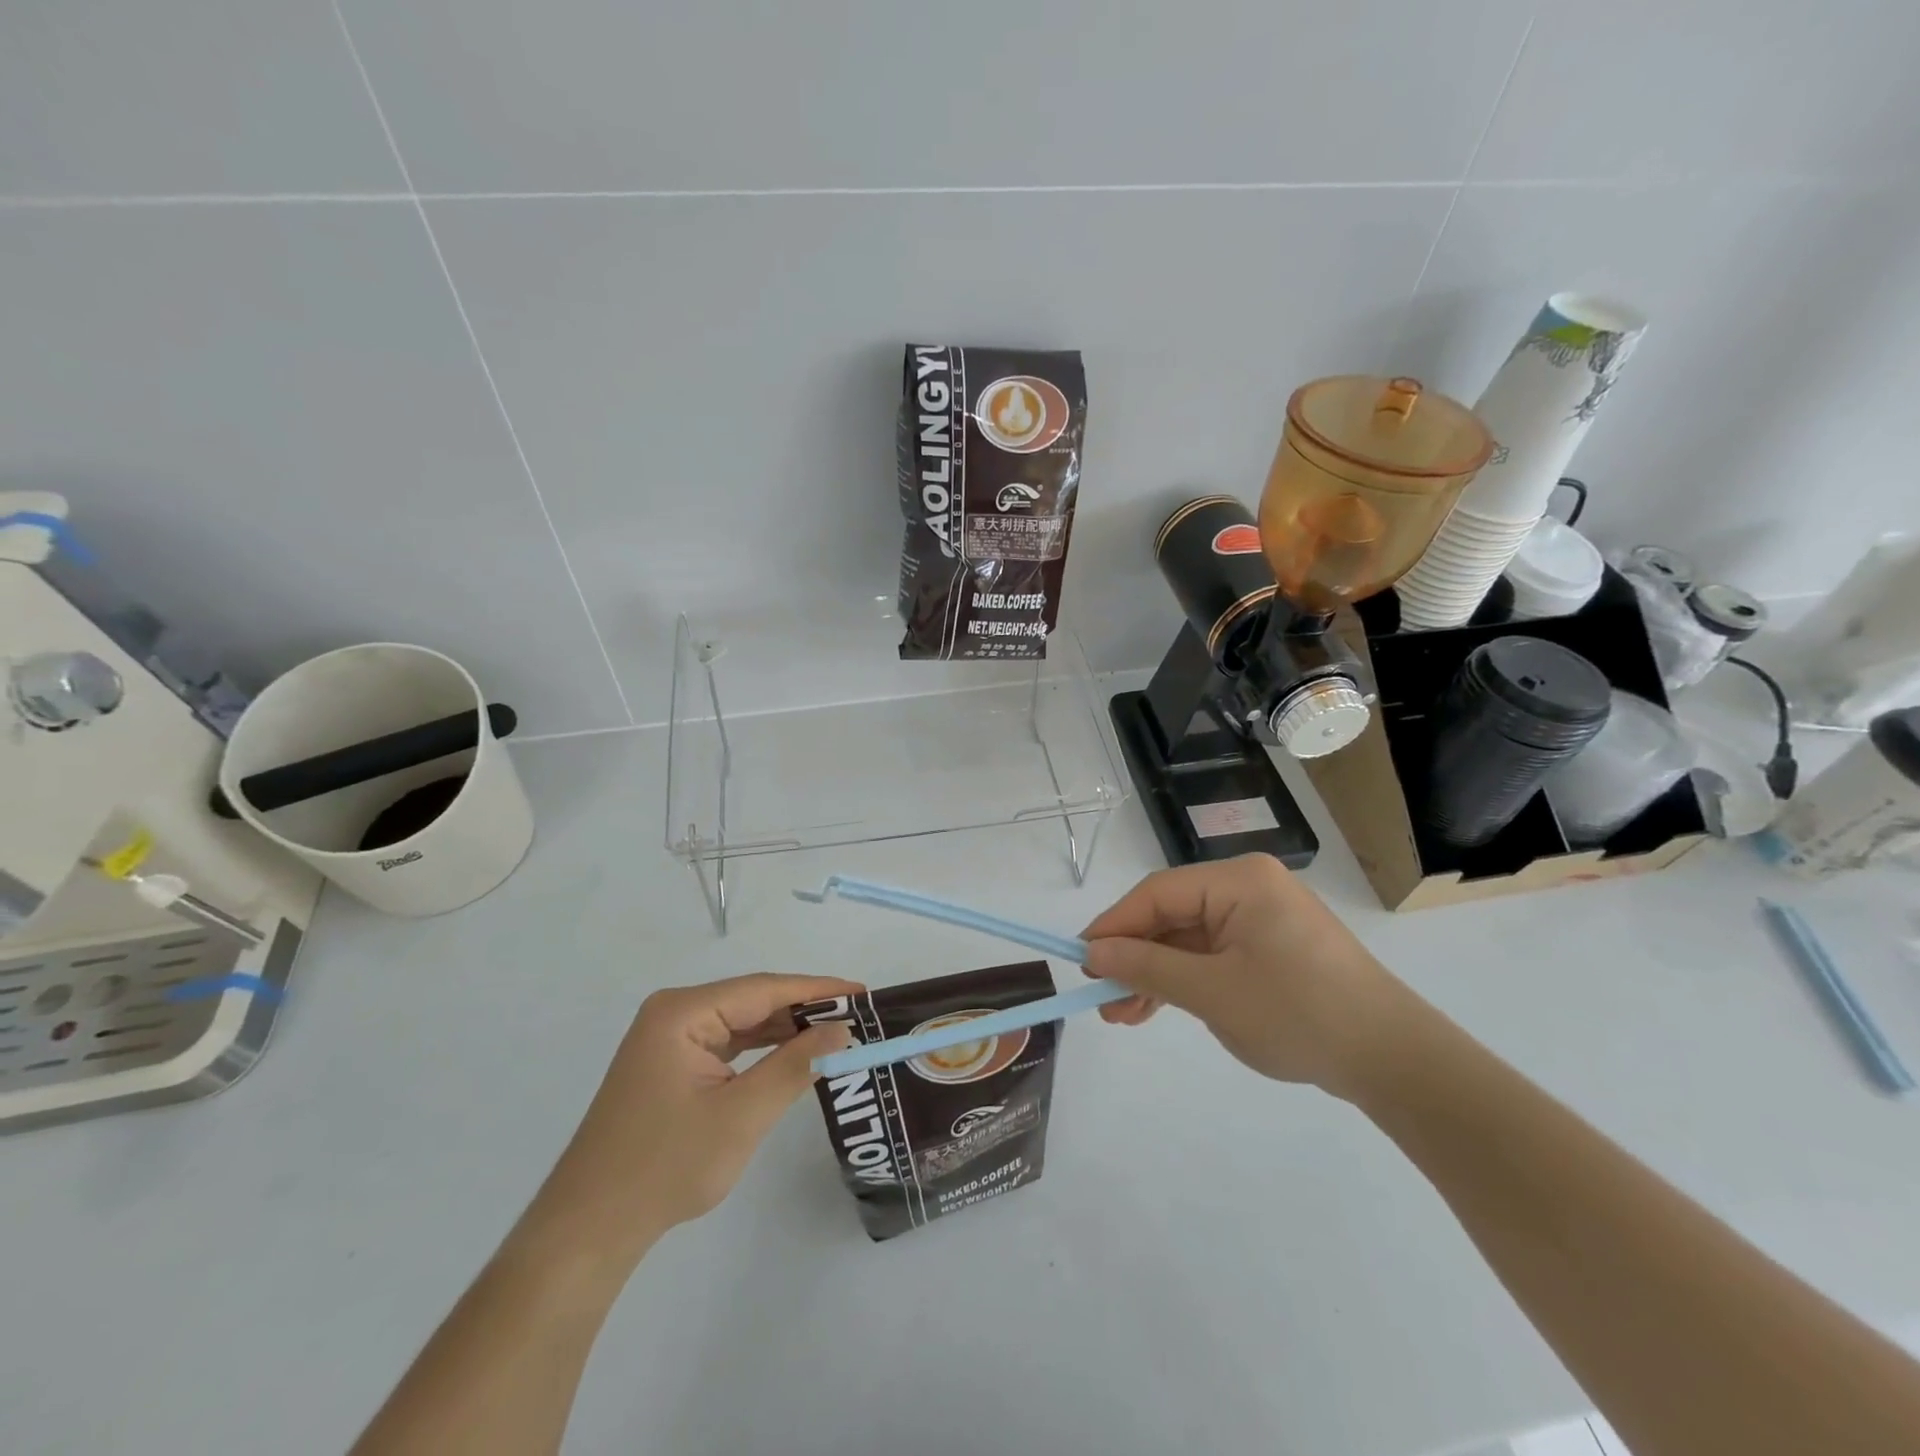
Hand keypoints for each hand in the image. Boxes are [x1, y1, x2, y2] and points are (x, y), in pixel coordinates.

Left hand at [531, 973, 859, 1265]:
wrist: (588, 1229)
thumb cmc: (665, 1167)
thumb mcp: (741, 1116)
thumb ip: (795, 1066)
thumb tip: (842, 1031)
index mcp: (683, 1012)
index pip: (764, 989)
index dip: (818, 990)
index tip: (863, 994)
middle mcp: (674, 1014)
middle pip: (753, 1001)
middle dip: (805, 1010)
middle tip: (858, 1018)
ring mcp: (670, 1039)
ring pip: (742, 1022)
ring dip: (786, 1030)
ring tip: (837, 1034)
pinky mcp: (672, 1064)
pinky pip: (728, 1044)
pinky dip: (763, 1050)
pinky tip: (794, 1055)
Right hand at [1081, 854, 1409, 1099]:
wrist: (1394, 1061)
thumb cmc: (1299, 1014)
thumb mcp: (1212, 992)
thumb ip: (1147, 967)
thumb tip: (1091, 952)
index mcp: (1239, 881)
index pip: (1157, 893)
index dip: (1114, 925)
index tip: (1080, 960)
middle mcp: (1249, 889)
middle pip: (1171, 915)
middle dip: (1134, 958)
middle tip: (1101, 998)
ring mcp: (1262, 919)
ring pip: (1188, 940)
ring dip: (1155, 975)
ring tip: (1122, 1016)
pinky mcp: (1271, 950)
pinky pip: (1213, 956)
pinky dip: (1185, 981)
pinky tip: (1157, 1009)